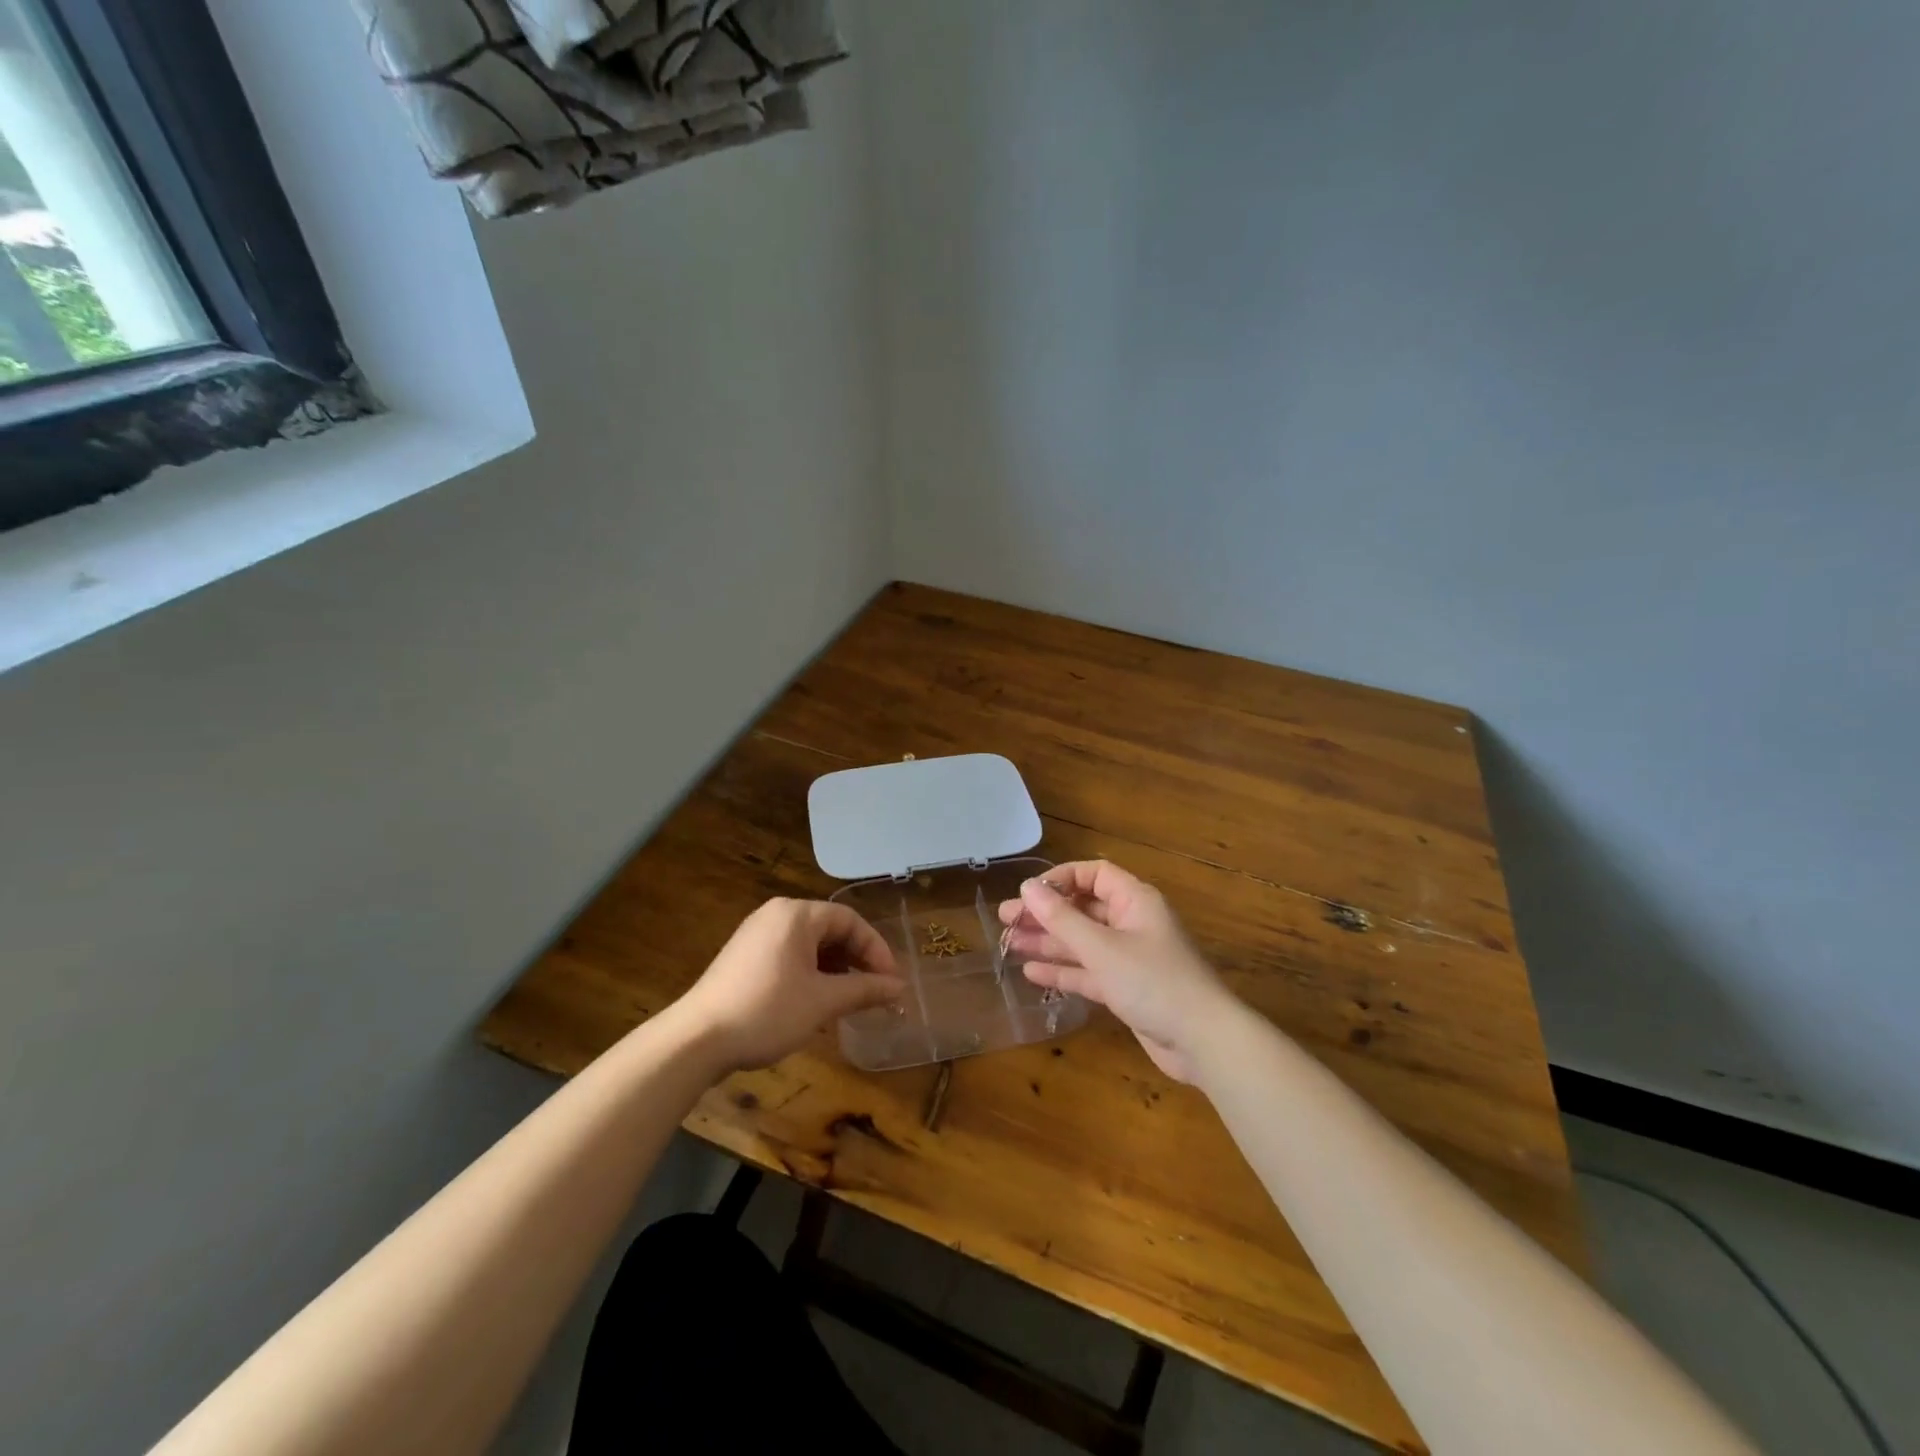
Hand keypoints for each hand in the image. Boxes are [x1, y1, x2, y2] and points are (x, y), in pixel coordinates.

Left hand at [669, 899, 904, 1074]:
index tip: (891, 982)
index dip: (876, 949)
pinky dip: (811, 972)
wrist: (696, 1040)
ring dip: (835, 968)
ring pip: (810, 944)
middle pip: (830, 929)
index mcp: (797, 914)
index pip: (850, 920)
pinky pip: (789, 954)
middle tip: (875, 990)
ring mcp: (756, 934)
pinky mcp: (744, 956)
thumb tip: (900, 988)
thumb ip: (864, 990)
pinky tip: (817, 1000)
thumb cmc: (767, 1012)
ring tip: (850, 998)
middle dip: (857, 959)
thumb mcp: (823, 1002)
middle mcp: (776, 914)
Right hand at [999, 861, 1235, 1081]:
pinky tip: (1032, 974)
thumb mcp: (1102, 948)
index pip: (1093, 875)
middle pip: (1083, 909)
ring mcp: (1129, 958)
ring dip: (1048, 942)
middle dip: (1045, 914)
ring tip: (1008, 944)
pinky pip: (1089, 971)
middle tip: (1005, 920)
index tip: (1027, 893)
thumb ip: (1062, 919)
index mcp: (1134, 901)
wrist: (1204, 1041)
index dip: (1060, 880)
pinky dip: (1063, 971)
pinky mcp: (1127, 988)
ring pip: (1082, 942)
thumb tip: (1027, 887)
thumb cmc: (1154, 982)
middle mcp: (1132, 923)